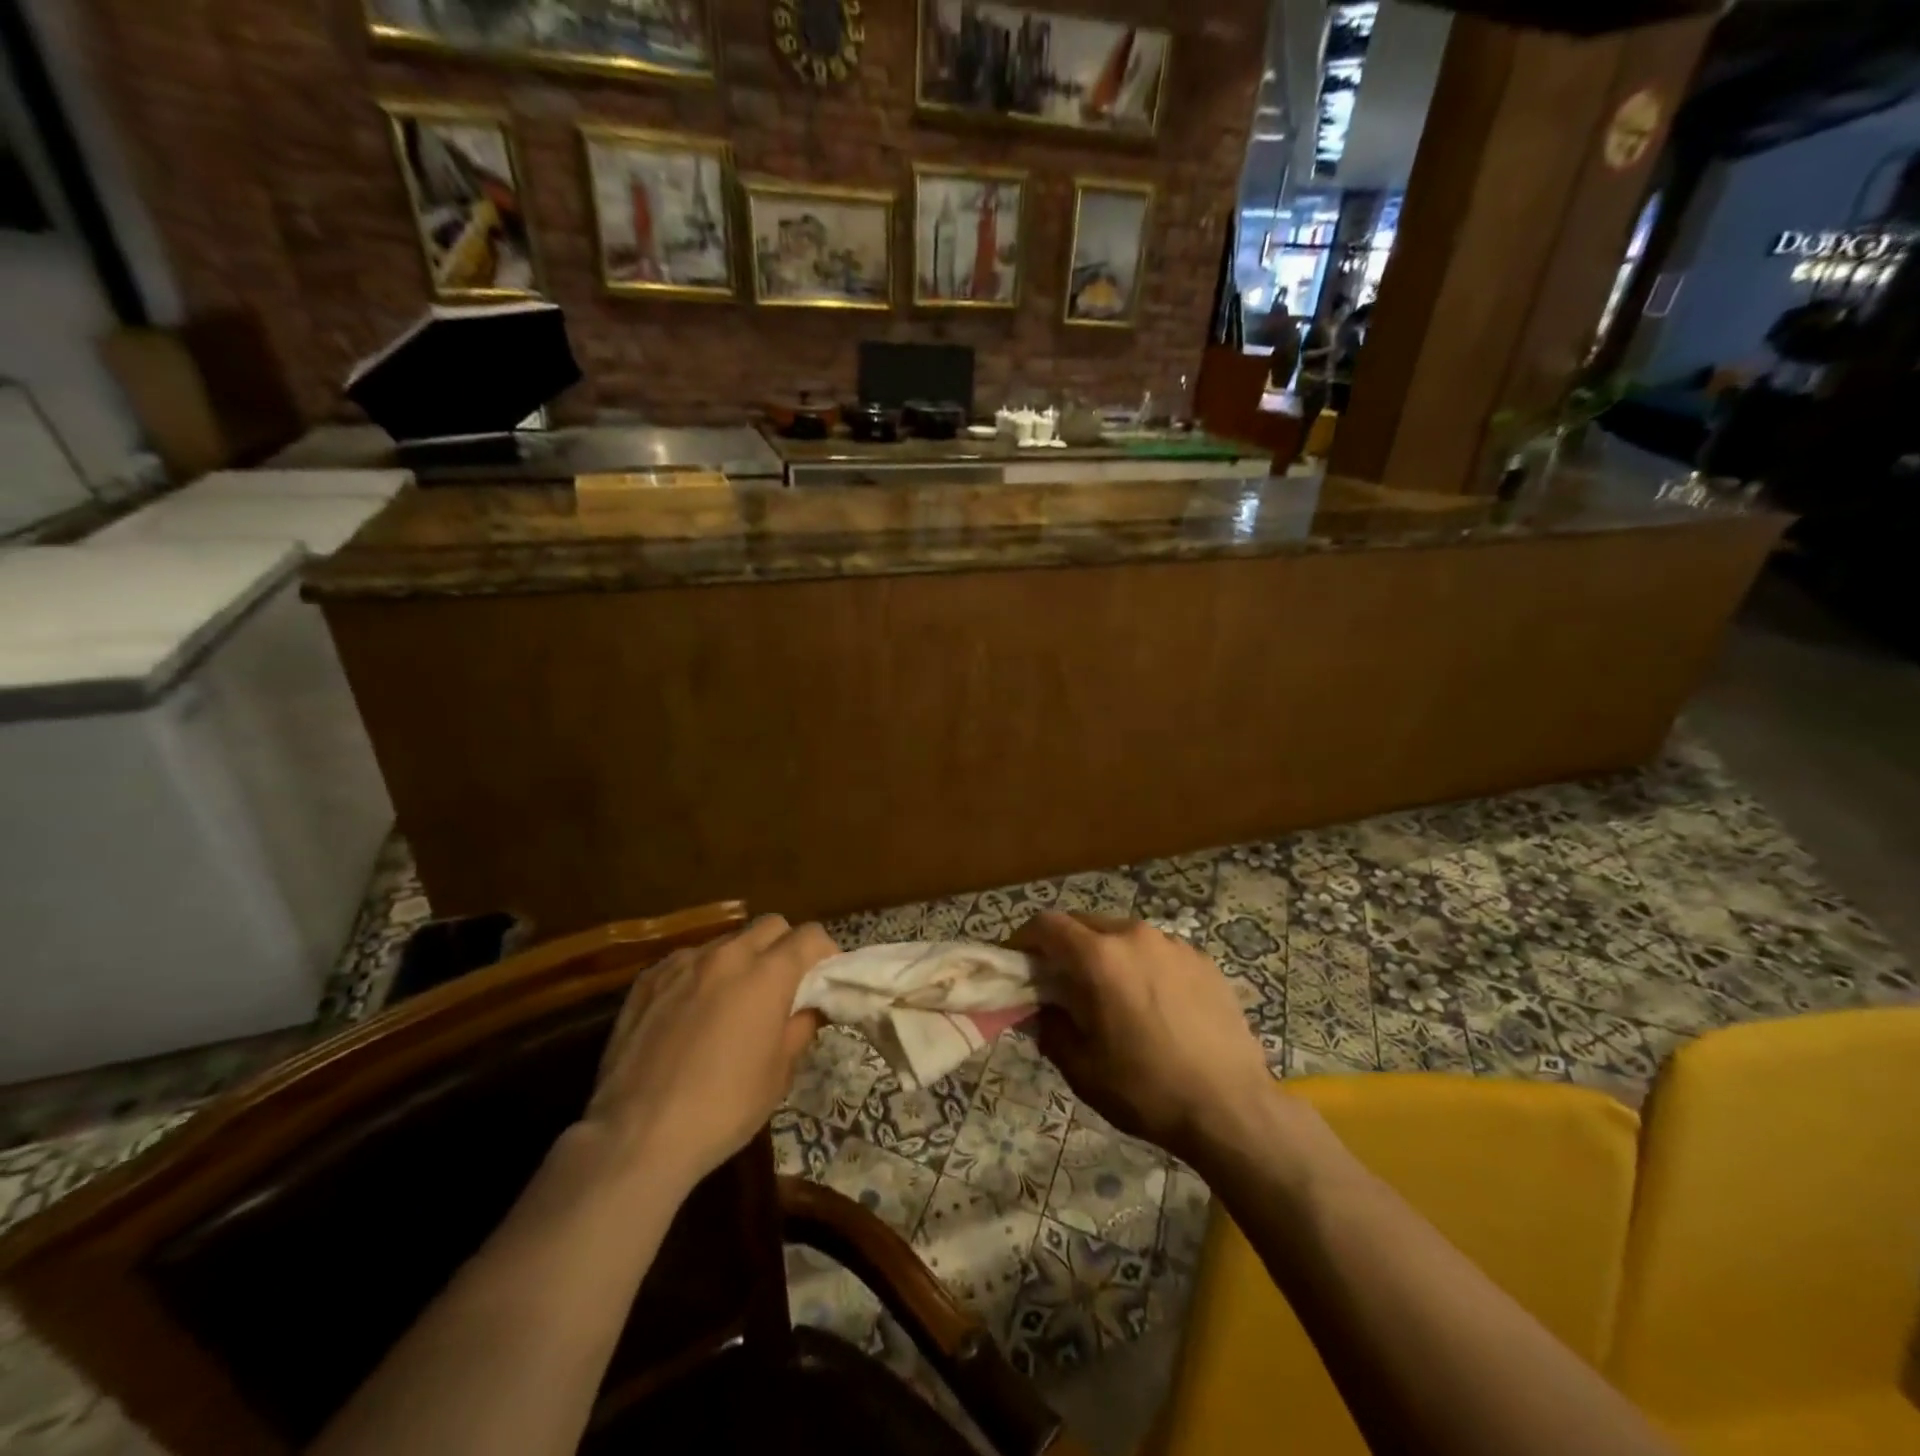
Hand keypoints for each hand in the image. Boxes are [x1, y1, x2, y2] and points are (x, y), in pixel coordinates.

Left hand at [583, 915, 835, 1190]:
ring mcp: (682, 963)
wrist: (636, 1136)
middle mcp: (726, 955)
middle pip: (770, 925)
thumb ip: (801, 1026)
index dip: (824, 953)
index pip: (809, 936)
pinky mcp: (647, 979)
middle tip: (784, 985)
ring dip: (742, 958)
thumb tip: (811, 1006)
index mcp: (766, 975)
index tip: (823, 979)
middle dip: (785, 946)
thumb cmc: (723, 1108)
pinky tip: (693, 1010)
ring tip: (734, 999)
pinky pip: (688, 960)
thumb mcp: (779, 1073)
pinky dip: (703, 973)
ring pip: (727, 940)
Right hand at [1011, 912, 1278, 1166]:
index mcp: (1100, 957)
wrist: (1232, 1108)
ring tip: (1110, 994)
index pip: (1047, 924)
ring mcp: (1175, 945)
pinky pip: (1158, 952)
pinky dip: (1142, 966)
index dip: (1025, 938)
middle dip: (1065, 945)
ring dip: (1105, 954)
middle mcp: (1135, 936)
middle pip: (1085, 923)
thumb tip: (1039, 1009)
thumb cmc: (1147, 1089)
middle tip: (1060, 981)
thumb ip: (1050, 1028)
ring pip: (1123, 935)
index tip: (1018, 962)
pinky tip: (1153, 1005)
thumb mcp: (1082, 1068)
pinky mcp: (1204, 961)